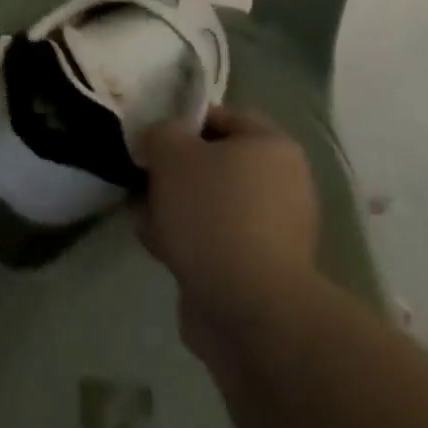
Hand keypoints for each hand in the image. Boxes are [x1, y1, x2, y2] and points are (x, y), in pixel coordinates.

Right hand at [137, 107, 320, 359]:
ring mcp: (274, 232)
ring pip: (211, 206)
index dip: (182, 123)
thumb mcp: (172, 153)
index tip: (152, 142)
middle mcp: (283, 184)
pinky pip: (216, 243)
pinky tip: (160, 251)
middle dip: (175, 174)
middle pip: (215, 164)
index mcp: (273, 146)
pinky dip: (189, 244)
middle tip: (145, 182)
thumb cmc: (213, 213)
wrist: (248, 310)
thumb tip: (158, 142)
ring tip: (146, 221)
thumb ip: (160, 134)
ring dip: (176, 211)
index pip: (221, 117)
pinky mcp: (260, 272)